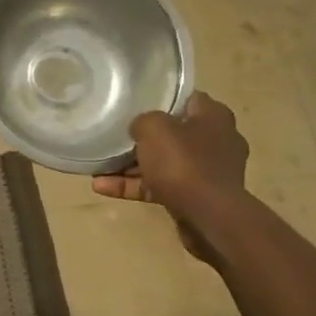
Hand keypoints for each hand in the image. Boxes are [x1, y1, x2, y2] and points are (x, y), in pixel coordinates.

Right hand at [91, 91, 248, 264]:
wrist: (210, 218)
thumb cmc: (184, 163)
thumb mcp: (154, 128)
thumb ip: (143, 120)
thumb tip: (140, 128)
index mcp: (214, 117)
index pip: (186, 98)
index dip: (160, 97)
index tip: (135, 102)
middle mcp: (216, 141)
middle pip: (173, 132)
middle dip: (143, 137)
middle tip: (115, 135)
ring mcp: (207, 172)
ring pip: (164, 162)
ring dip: (131, 166)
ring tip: (99, 167)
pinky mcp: (196, 197)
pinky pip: (160, 186)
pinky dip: (135, 186)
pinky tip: (102, 187)